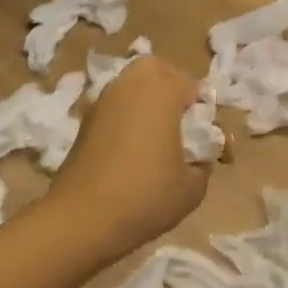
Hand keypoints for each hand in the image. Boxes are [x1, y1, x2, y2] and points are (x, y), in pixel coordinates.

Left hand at [49, 56, 209, 251]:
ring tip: (156, 135)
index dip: (203, 109)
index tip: (205, 137)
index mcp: (161, 92)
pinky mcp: (84, 121)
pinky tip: (131, 148)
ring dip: (146, 99)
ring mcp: (103, 101)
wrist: (82, 218)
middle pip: (155, 69)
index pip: (192, 85)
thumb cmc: (145, 196)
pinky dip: (125, 116)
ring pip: (130, 84)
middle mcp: (130, 86)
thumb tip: (198, 157)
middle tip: (180, 119)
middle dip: (171, 85)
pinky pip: (114, 106)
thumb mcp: (192, 188)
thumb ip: (203, 164)